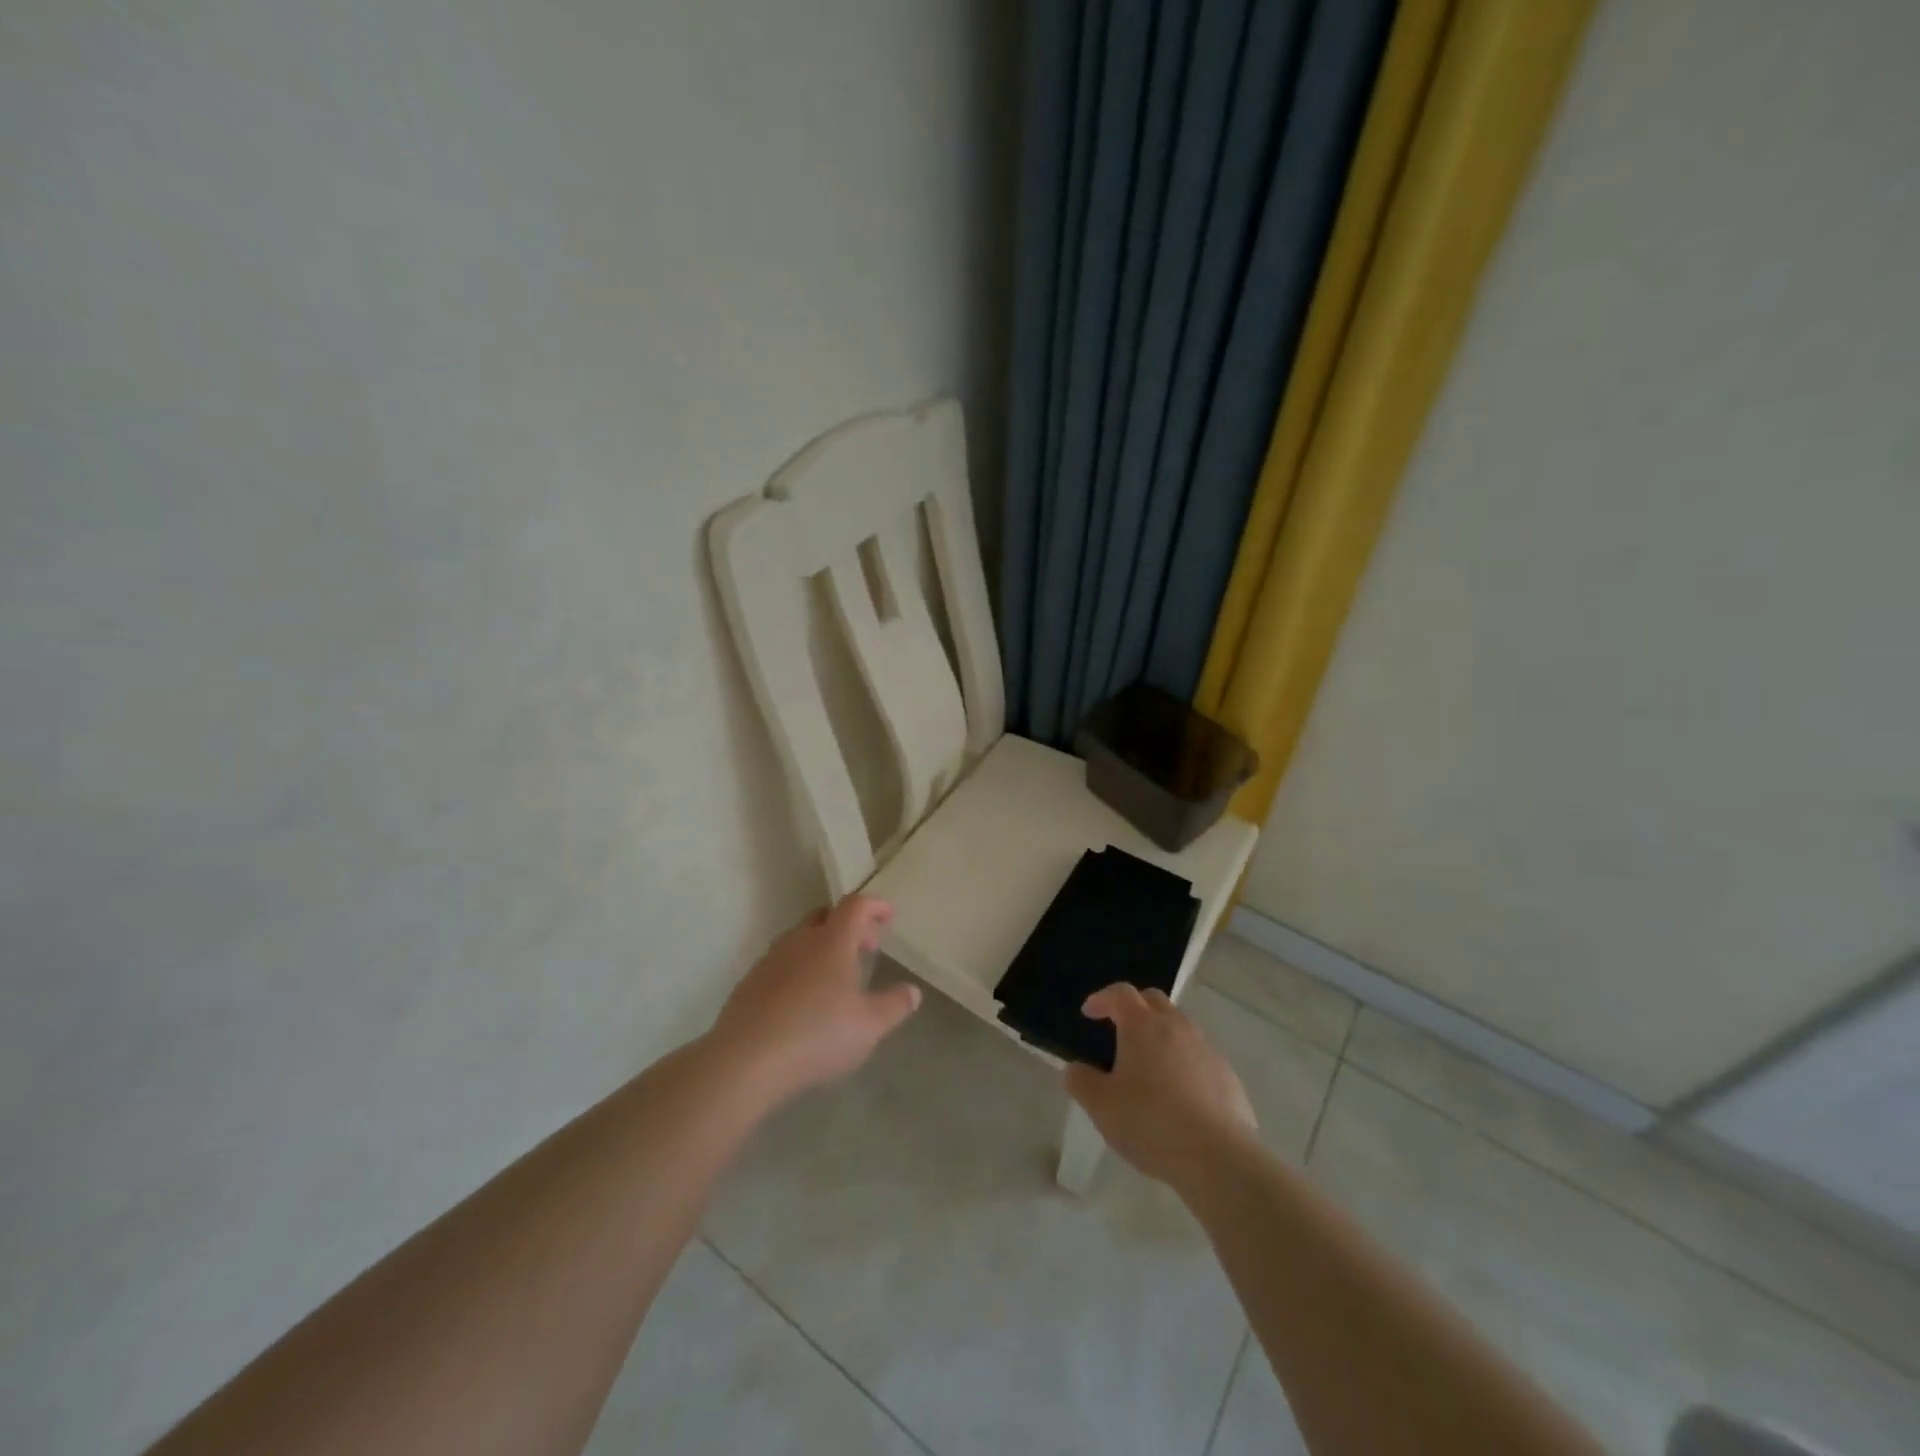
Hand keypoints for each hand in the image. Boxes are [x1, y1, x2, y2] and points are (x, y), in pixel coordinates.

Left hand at [708, 894, 920, 1104]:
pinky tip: (804, 1001)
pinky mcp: (750, 983)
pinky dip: (800, 969)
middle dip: (849, 926)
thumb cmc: (817, 1034)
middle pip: (825, 917)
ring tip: (836, 977)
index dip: (874, 906)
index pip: (856, 906)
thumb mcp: (869, 1025)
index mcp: (832, 941)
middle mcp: (800, 940)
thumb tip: (913, 991)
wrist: (746, 1060)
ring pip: (801, 940)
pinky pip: (781, 963)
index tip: (888, 915)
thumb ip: (894, 1005)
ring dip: (822, 947)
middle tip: (866, 948)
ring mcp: (770, 960)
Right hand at [1064, 984, 1257, 1189]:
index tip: (1089, 1013)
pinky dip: (1183, 1061)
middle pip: (1153, 1000)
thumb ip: (1080, 1081)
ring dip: (1160, 1034)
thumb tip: (1076, 1068)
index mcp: (1143, 1025)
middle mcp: (1177, 1026)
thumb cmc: (1151, 1123)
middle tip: (1118, 1031)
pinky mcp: (1227, 1074)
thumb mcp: (1101, 1106)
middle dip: (1133, 1008)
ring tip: (1148, 1065)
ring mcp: (1206, 1048)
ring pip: (1179, 1027)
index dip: (1101, 999)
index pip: (1119, 993)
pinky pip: (1199, 1056)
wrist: (1218, 1158)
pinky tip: (1177, 1094)